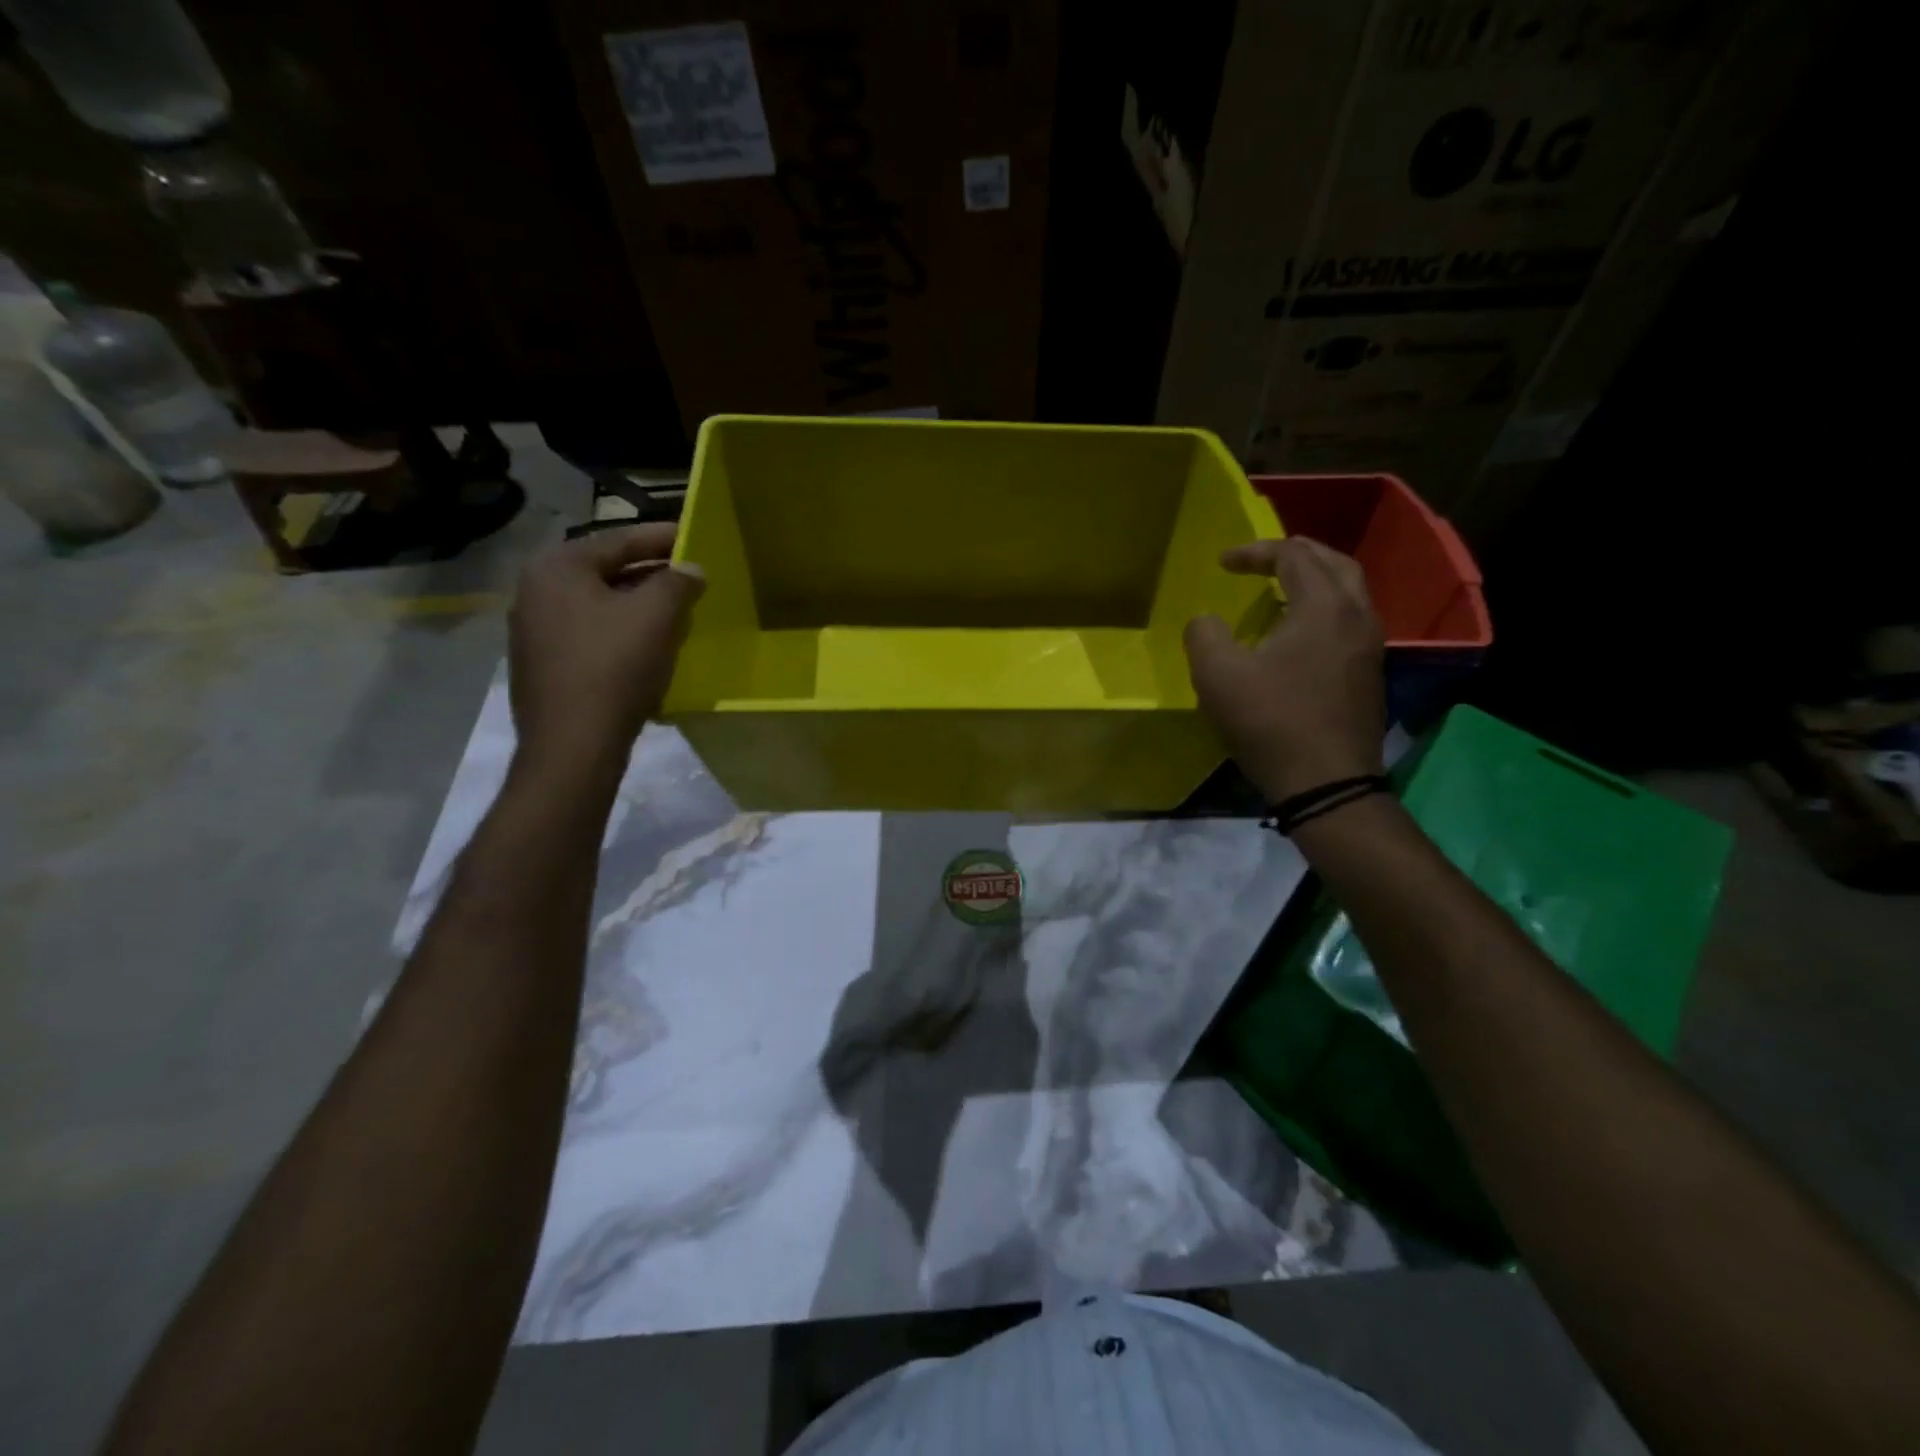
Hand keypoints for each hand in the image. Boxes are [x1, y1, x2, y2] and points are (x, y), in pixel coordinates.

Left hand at [507, 524, 704, 775]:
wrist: (573, 744)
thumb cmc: (614, 667)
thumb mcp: (656, 616)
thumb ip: (677, 582)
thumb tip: (691, 569)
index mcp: (557, 568)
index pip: (619, 540)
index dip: (663, 538)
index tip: (695, 536)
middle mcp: (535, 591)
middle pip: (606, 571)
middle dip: (651, 573)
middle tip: (689, 576)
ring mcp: (533, 631)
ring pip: (598, 605)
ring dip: (637, 605)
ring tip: (676, 611)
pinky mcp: (542, 665)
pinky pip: (590, 634)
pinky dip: (620, 632)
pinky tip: (647, 646)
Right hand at [1183, 536, 1385, 801]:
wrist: (1326, 783)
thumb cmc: (1271, 722)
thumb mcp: (1218, 675)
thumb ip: (1204, 634)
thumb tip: (1206, 621)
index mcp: (1323, 606)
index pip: (1293, 555)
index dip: (1255, 551)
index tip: (1222, 562)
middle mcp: (1357, 616)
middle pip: (1334, 562)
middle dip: (1295, 553)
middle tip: (1262, 559)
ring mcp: (1370, 646)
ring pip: (1349, 591)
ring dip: (1315, 579)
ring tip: (1282, 588)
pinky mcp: (1370, 674)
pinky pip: (1350, 620)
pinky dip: (1324, 608)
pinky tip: (1299, 631)